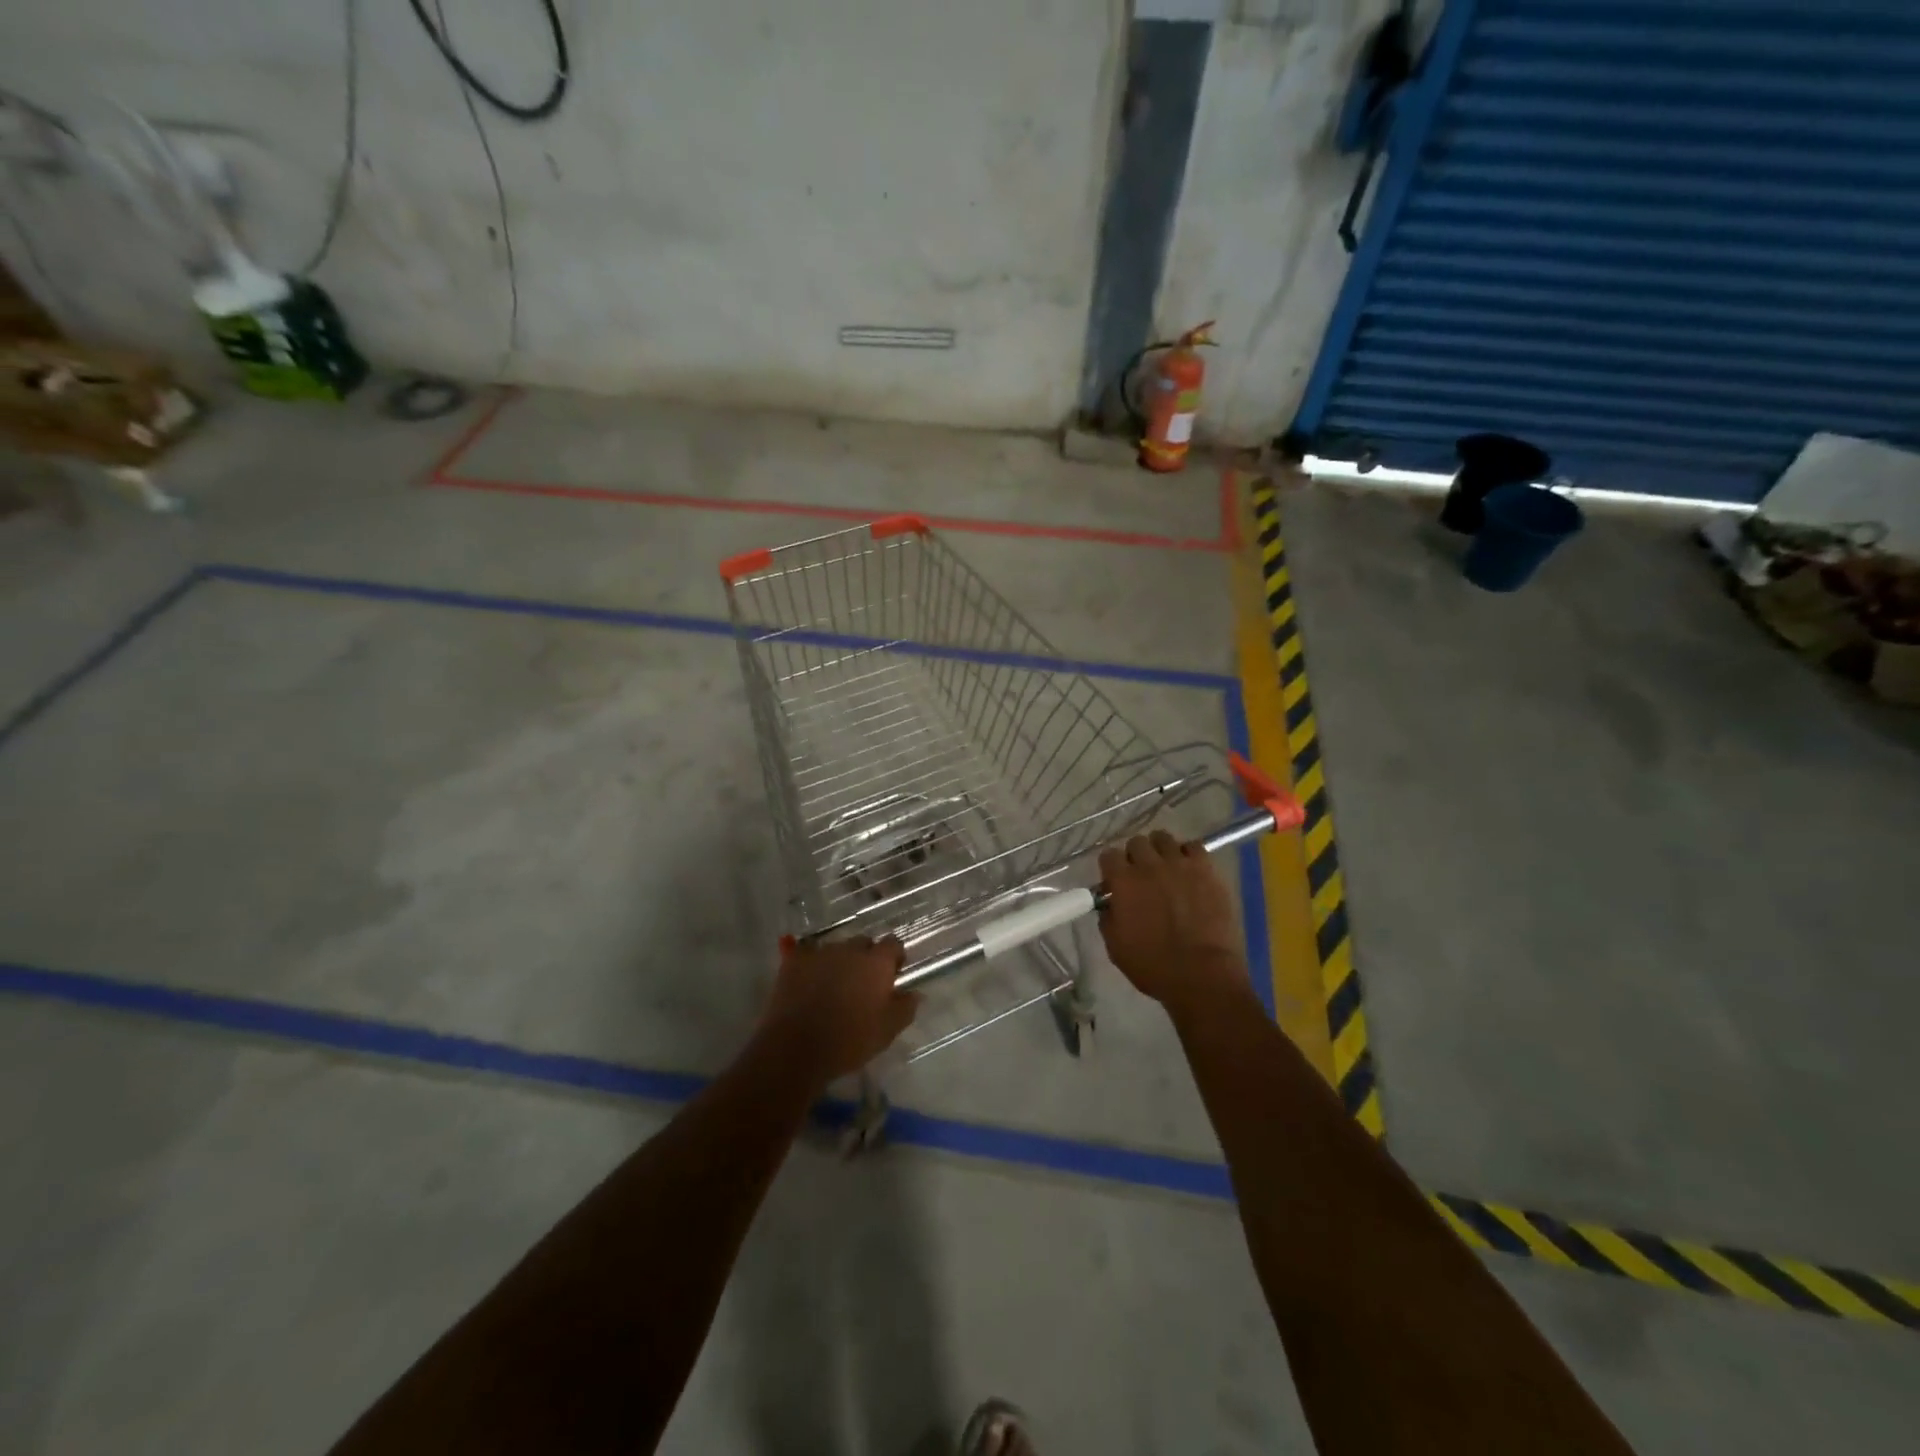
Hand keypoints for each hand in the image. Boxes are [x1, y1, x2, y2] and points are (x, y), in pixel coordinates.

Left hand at [755, 937, 918, 1086]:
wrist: (796, 1049)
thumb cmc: (849, 1041)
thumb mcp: (887, 1031)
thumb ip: (905, 1007)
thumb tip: (914, 993)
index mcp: (876, 963)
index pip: (893, 944)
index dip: (894, 958)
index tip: (892, 974)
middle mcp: (850, 949)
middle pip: (864, 943)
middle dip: (866, 958)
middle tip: (862, 984)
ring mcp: (820, 952)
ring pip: (836, 949)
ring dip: (839, 961)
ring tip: (833, 986)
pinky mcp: (795, 961)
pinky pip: (807, 954)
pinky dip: (811, 964)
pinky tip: (808, 981)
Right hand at [1097, 831, 1249, 1011]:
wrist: (1202, 974)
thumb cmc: (1153, 966)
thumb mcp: (1115, 946)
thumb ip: (1109, 917)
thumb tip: (1111, 903)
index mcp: (1123, 882)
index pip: (1108, 855)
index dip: (1111, 868)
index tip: (1115, 881)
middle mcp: (1148, 865)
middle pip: (1136, 842)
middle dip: (1135, 856)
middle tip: (1142, 876)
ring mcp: (1179, 864)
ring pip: (1164, 838)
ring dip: (1161, 851)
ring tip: (1167, 868)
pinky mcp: (1206, 869)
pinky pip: (1194, 846)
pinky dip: (1189, 854)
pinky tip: (1190, 870)